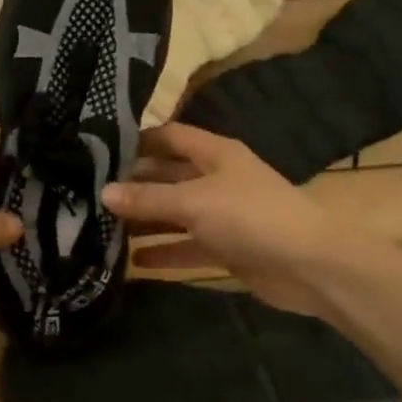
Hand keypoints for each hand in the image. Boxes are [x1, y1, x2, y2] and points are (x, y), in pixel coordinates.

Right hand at [103, 123, 370, 317]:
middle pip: (168, 175)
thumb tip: (102, 192)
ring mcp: (222, 215)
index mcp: (214, 153)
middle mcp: (216, 179)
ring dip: (146, 221)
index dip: (138, 140)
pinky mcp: (227, 248)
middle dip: (134, 184)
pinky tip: (134, 262)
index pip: (169, 136)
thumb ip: (148, 199)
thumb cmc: (251, 216)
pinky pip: (188, 246)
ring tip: (103, 227)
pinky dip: (165, 253)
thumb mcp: (193, 202)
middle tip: (90, 193)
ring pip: (175, 213)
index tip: (99, 150)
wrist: (311, 266)